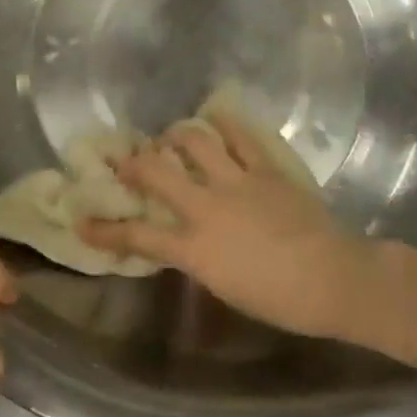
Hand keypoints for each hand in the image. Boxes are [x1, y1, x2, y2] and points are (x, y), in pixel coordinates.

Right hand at [81, 114, 380, 340]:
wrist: (334, 279)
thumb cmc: (280, 299)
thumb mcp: (224, 286)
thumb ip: (198, 258)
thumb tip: (185, 239)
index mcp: (195, 248)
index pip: (138, 237)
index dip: (105, 230)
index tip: (83, 222)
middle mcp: (207, 208)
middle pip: (157, 174)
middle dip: (132, 162)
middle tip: (123, 156)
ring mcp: (237, 182)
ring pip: (195, 143)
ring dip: (176, 135)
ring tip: (170, 135)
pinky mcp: (266, 169)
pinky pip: (241, 137)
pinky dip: (225, 124)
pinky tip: (215, 116)